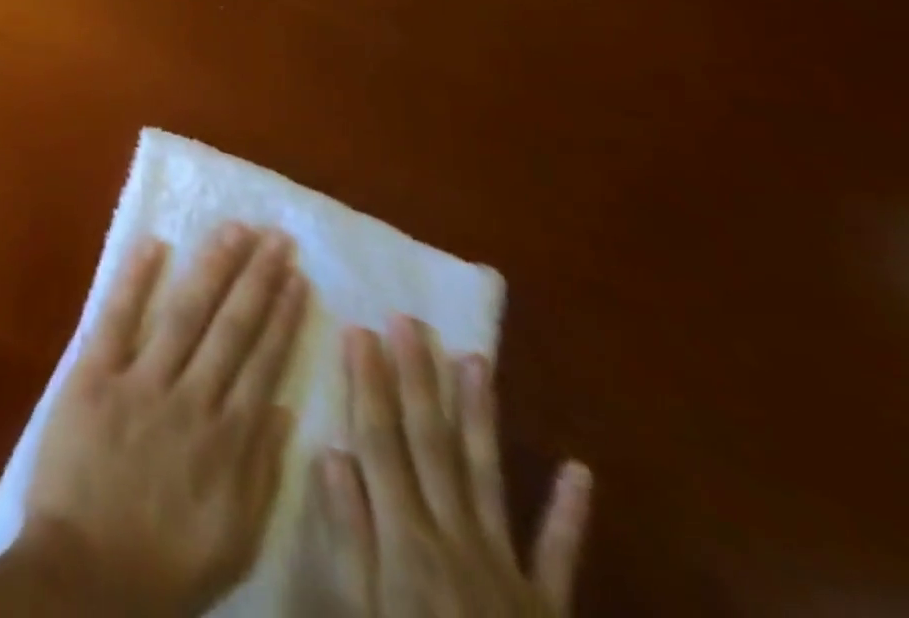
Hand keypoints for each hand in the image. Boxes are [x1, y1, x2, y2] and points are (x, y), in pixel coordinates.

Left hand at [19, 223, 309, 617]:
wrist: (82, 577)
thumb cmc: (161, 567)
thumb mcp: (233, 539)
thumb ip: (260, 473)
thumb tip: (282, 409)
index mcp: (228, 442)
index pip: (262, 363)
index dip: (282, 317)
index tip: (296, 278)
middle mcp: (192, 401)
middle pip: (232, 328)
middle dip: (256, 279)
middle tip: (275, 237)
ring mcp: (141, 382)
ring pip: (185, 313)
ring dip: (212, 268)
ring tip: (234, 230)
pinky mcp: (94, 375)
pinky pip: (117, 317)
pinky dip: (135, 279)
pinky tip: (154, 244)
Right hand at [313, 318, 592, 616]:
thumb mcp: (360, 612)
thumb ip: (349, 535)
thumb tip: (331, 453)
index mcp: (406, 539)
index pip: (381, 440)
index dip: (368, 383)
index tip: (359, 330)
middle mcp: (456, 537)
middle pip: (431, 443)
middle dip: (417, 378)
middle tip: (410, 322)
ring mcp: (508, 568)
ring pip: (487, 475)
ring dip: (480, 416)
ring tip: (477, 360)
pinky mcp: (548, 604)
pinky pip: (559, 553)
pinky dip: (569, 513)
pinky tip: (579, 470)